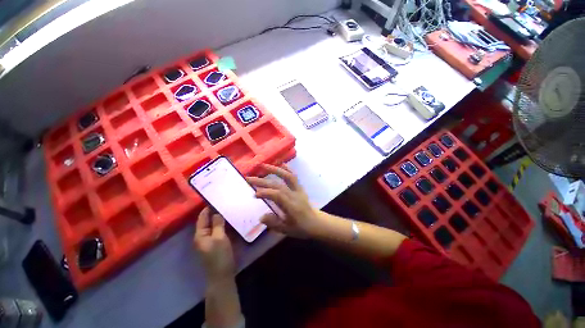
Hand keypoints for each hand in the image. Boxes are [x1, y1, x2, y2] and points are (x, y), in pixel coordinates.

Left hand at [193, 207, 234, 280]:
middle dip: (215, 212)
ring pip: (214, 225)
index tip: (217, 198)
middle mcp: (202, 236)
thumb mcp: (219, 238)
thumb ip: (218, 224)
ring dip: (220, 218)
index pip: (202, 217)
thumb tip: (217, 212)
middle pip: (207, 220)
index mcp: (200, 234)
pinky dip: (223, 224)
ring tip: (229, 208)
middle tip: (226, 202)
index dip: (208, 207)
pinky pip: (218, 230)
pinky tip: (230, 220)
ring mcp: (209, 240)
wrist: (222, 275)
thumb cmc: (219, 256)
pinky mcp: (215, 243)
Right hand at [247, 164, 322, 238]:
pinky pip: (294, 176)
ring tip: (263, 165)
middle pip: (278, 185)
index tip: (254, 193)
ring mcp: (298, 189)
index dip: (266, 193)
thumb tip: (261, 217)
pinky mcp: (300, 187)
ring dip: (275, 170)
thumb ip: (274, 223)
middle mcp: (294, 195)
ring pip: (287, 176)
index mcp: (291, 206)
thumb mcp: (286, 230)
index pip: (278, 196)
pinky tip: (280, 164)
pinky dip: (287, 169)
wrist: (315, 223)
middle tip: (249, 179)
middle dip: (263, 181)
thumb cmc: (301, 228)